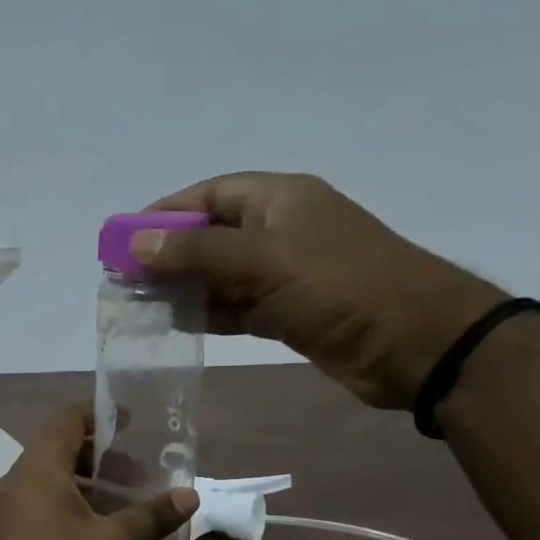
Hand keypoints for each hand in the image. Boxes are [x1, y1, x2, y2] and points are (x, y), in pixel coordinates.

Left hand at [0, 406, 196, 539]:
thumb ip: (152, 516)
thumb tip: (190, 494)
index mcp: (37, 468)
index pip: (65, 418)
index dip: (99, 414)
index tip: (130, 423)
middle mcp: (15, 480)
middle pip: (57, 449)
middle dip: (99, 456)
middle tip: (136, 474)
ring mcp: (4, 509)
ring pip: (48, 479)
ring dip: (84, 483)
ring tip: (121, 503)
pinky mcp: (4, 535)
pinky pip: (37, 503)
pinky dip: (66, 503)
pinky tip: (92, 529)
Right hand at [134, 173, 508, 408]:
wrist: (415, 343)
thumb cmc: (340, 287)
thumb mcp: (262, 262)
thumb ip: (196, 254)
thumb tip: (134, 243)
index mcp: (279, 199)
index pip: (209, 195)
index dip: (165, 213)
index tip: (123, 238)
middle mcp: (280, 230)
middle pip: (210, 235)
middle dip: (168, 255)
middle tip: (125, 280)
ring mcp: (286, 273)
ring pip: (221, 274)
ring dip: (184, 288)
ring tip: (141, 306)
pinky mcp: (289, 311)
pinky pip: (237, 306)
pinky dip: (209, 313)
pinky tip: (178, 324)